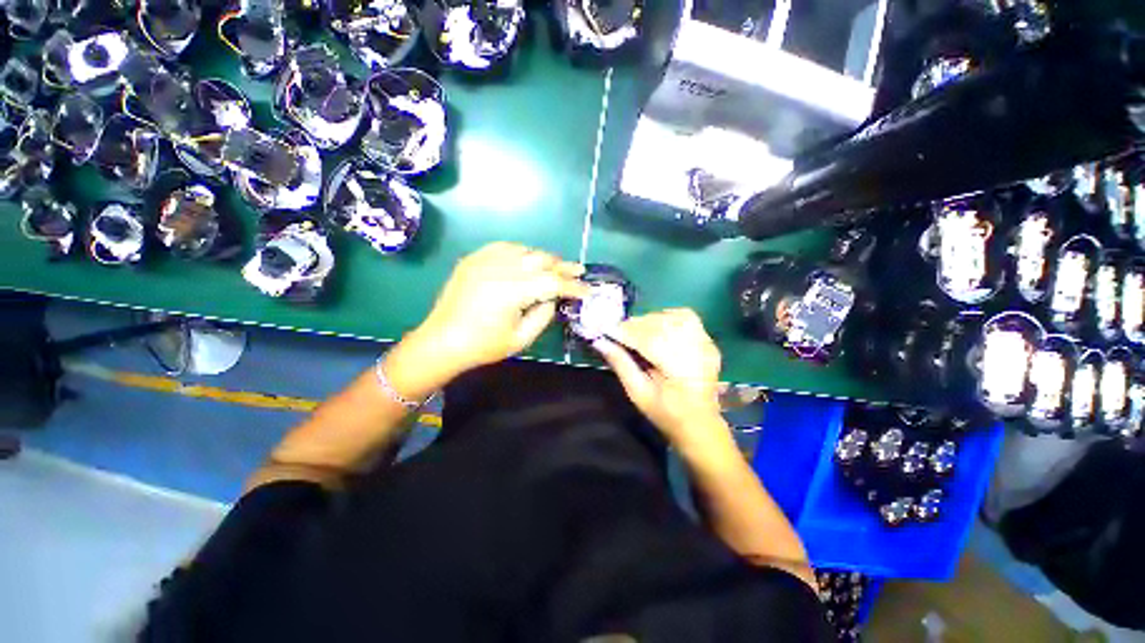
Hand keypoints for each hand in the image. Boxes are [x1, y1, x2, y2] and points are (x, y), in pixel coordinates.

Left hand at [413, 242, 586, 374]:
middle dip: (562, 266)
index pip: (552, 282)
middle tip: (578, 271)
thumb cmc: (483, 346)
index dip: (573, 286)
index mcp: (511, 291)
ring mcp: (483, 260)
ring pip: (524, 250)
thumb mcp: (521, 339)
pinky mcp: (473, 259)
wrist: (441, 341)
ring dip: (543, 258)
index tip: (587, 290)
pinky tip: (527, 260)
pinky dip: (521, 252)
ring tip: (555, 267)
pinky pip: (504, 247)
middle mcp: (499, 269)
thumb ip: (544, 315)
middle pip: (540, 260)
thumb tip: (553, 298)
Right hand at [593, 309, 725, 449]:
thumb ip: (620, 364)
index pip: (649, 340)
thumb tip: (600, 341)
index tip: (606, 329)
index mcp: (680, 370)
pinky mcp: (709, 342)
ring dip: (651, 320)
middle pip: (662, 325)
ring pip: (675, 317)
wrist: (700, 424)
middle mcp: (697, 352)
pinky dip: (668, 318)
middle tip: (618, 331)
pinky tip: (657, 328)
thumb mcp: (638, 394)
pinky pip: (687, 318)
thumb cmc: (666, 414)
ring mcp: (706, 345)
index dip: (626, 332)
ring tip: (637, 330)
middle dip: (636, 325)